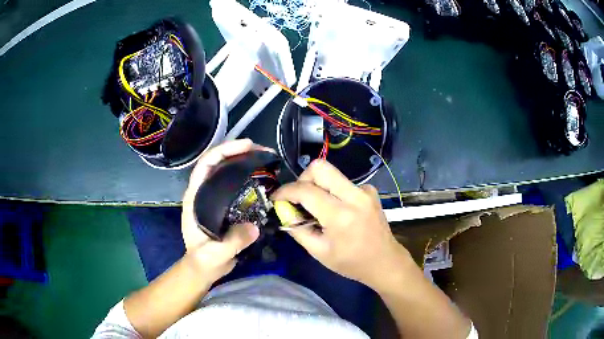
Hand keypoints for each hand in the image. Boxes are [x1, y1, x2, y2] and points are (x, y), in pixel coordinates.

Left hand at [181, 139, 270, 280]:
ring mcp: (213, 197)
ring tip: (265, 158)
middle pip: (217, 162)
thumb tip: (254, 227)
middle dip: (237, 151)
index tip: (247, 146)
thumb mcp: (215, 254)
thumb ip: (231, 243)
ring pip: (226, 170)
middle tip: (262, 150)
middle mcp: (203, 192)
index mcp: (195, 198)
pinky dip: (248, 175)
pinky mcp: (224, 203)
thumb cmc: (204, 260)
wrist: (204, 268)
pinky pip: (235, 183)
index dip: (224, 151)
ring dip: (244, 160)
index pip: (205, 165)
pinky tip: (263, 177)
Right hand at [271, 160, 412, 288]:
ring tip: (317, 207)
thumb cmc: (351, 262)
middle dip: (302, 178)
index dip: (285, 191)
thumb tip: (284, 211)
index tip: (276, 198)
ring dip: (317, 185)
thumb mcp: (319, 252)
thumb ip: (297, 229)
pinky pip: (343, 182)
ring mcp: (365, 191)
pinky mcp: (370, 191)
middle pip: (320, 167)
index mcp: (340, 215)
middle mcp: (354, 196)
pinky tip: (336, 210)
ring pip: (332, 173)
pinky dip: (333, 191)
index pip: (305, 190)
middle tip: (298, 198)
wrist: (385, 261)